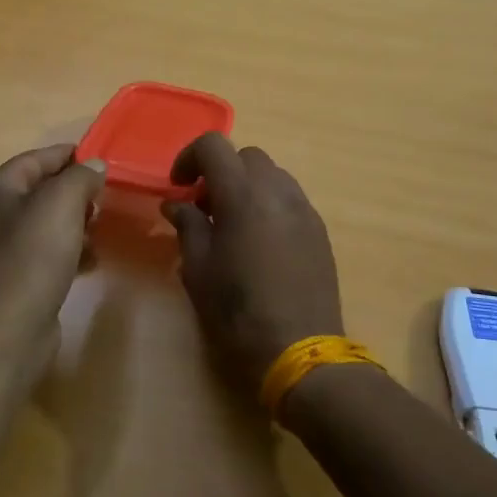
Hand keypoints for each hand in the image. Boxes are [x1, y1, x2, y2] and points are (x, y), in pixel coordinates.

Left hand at [0, 145, 106, 335]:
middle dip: (74, 192)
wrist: (12, 323)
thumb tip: (95, 166)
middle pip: (40, 190)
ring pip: (45, 223)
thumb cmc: (34, 253)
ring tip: (101, 227)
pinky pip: (45, 252)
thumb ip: (81, 176)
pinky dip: (68, 250)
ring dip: (74, 222)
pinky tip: (91, 259)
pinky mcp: (12, 277)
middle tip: (104, 197)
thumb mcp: (63, 202)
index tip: (101, 159)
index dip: (69, 155)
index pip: (36, 158)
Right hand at [162, 134, 344, 397]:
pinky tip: (261, 243)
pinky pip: (290, 199)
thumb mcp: (198, 271)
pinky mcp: (319, 230)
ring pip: (272, 175)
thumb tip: (177, 204)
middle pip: (246, 157)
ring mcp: (304, 209)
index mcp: (242, 195)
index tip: (179, 186)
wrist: (300, 350)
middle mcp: (277, 191)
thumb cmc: (238, 312)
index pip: (214, 146)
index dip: (189, 157)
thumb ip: (187, 227)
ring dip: (247, 187)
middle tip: (204, 208)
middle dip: (221, 172)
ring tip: (233, 225)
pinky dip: (269, 205)